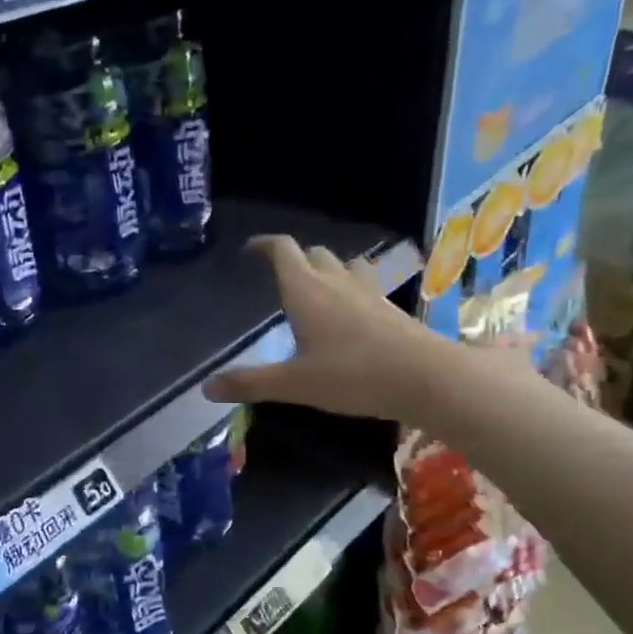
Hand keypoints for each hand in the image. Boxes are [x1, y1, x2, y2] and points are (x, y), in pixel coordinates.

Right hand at [203, 236, 464, 422]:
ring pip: (344, 265)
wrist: (426, 378)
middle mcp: (336, 284)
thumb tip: (206, 388)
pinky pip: (365, 286)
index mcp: (306, 292)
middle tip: (280, 276)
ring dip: (327, 269)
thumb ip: (250, 383)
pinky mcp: (390, 310)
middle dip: (295, 258)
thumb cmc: (352, 376)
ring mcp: (368, 294)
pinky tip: (351, 314)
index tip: (251, 249)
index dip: (265, 244)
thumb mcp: (293, 385)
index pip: (283, 250)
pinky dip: (351, 290)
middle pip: (313, 253)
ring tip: (317, 288)